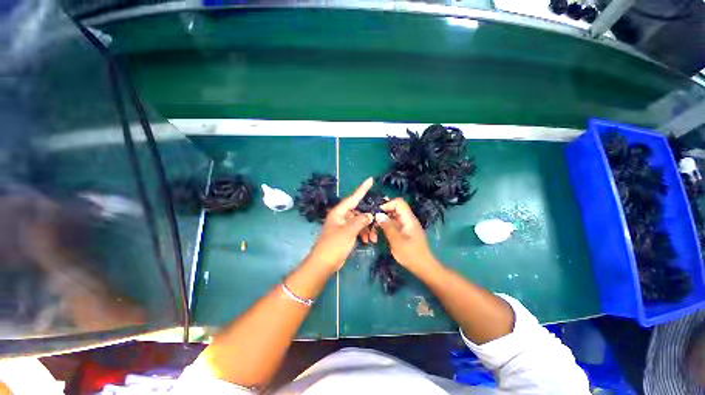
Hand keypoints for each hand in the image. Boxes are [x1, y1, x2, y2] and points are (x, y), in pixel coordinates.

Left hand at [307, 178, 374, 271]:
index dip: (362, 189)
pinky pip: (357, 229)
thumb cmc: (334, 245)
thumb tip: (370, 215)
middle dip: (369, 216)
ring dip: (367, 227)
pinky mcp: (345, 233)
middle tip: (380, 217)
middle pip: (358, 210)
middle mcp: (341, 216)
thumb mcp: (349, 231)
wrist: (324, 263)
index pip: (353, 198)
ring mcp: (343, 225)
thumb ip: (360, 221)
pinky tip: (368, 240)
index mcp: (339, 212)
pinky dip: (363, 233)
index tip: (370, 180)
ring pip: (359, 221)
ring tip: (373, 236)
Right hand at [376, 198, 441, 275]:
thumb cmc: (411, 254)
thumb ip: (387, 226)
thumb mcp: (397, 240)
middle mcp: (407, 220)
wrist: (424, 268)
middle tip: (372, 224)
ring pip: (391, 219)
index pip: (399, 203)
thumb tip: (378, 214)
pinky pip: (393, 226)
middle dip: (382, 215)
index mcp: (409, 219)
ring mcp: (406, 227)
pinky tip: (378, 237)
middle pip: (393, 210)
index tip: (377, 213)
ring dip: (382, 224)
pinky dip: (385, 229)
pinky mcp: (403, 233)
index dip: (387, 205)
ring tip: (373, 234)